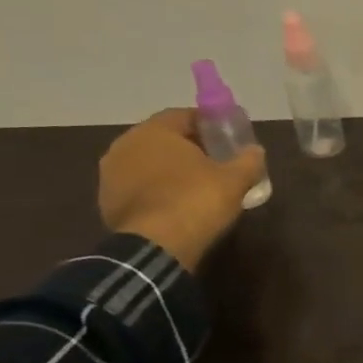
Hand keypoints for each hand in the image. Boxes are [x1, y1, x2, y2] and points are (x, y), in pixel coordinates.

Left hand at [98, 109, 265, 270]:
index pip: (184, 116)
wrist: (157, 247)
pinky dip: (157, 190)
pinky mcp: (107, 202)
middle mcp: (125, 146)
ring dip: (170, 170)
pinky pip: (139, 187)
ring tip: (197, 185)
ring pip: (148, 163)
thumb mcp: (235, 179)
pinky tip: (178, 204)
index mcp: (154, 131)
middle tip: (216, 161)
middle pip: (163, 139)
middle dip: (189, 147)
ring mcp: (111, 175)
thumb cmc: (197, 201)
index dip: (209, 124)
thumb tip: (255, 151)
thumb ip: (248, 160)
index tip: (228, 138)